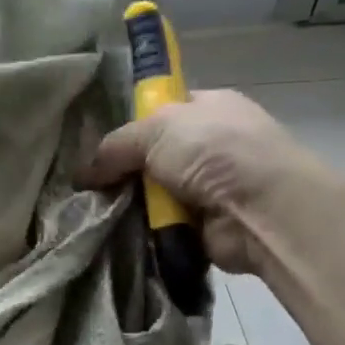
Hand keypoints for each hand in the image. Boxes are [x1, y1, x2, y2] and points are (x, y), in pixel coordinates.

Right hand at [81, 90, 331, 273]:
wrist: (261, 210)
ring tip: (95, 214)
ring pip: (153, 196)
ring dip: (130, 206)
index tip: (99, 146)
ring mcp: (209, 189)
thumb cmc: (215, 151)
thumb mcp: (156, 130)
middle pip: (153, 158)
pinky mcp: (203, 228)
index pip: (161, 112)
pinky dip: (143, 233)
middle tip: (88, 186)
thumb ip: (115, 146)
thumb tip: (82, 174)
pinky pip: (161, 228)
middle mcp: (211, 146)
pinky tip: (116, 235)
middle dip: (124, 172)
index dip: (131, 126)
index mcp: (209, 108)